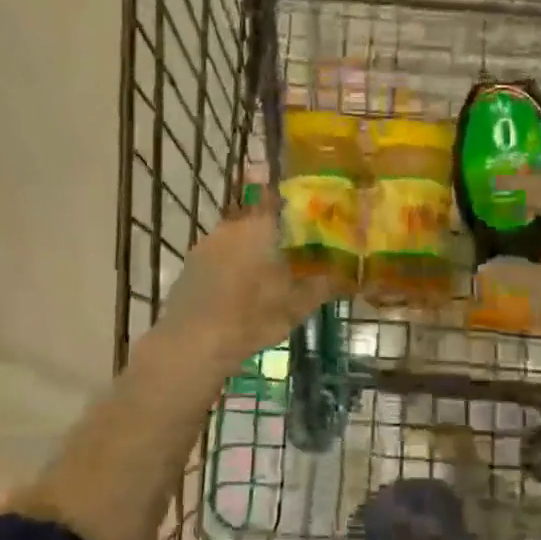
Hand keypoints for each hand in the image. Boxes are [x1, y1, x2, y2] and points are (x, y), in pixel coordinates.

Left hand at [150, 207, 344, 365]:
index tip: (304, 205)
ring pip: (235, 235)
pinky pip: (218, 254)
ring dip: (250, 246)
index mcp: (258, 226)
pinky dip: (231, 263)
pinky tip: (241, 286)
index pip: (274, 195)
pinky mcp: (190, 266)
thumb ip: (324, 285)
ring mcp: (206, 245)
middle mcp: (231, 227)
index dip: (289, 197)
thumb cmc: (251, 317)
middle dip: (272, 226)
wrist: (192, 344)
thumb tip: (349, 276)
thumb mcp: (297, 305)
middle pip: (254, 215)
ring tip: (268, 268)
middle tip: (291, 242)